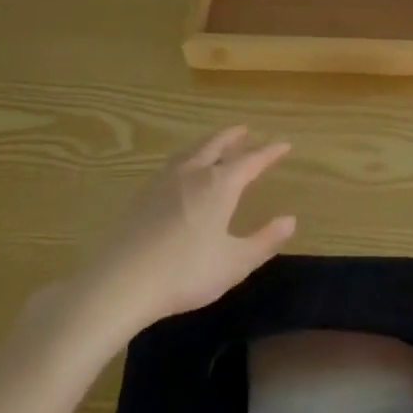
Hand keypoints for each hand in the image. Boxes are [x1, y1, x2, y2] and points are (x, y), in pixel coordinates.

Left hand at [78, 126, 295, 335]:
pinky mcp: (143, 195)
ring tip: (215, 145)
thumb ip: (264, 240)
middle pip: (216, 144)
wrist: (122, 282)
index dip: (270, 152)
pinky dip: (187, 158)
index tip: (285, 144)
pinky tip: (183, 172)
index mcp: (219, 185)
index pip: (251, 160)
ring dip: (208, 143)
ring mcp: (164, 182)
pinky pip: (173, 164)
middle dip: (234, 136)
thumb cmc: (186, 272)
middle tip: (246, 130)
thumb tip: (290, 220)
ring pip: (191, 151)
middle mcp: (193, 173)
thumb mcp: (235, 262)